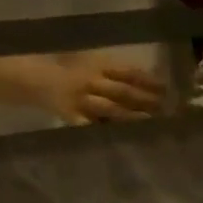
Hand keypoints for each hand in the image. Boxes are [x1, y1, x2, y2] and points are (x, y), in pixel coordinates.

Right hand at [41, 61, 166, 124]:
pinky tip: (122, 138)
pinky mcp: (73, 117)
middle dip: (145, 100)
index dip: (149, 81)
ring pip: (110, 108)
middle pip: (122, 91)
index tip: (167, 89)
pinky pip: (91, 126)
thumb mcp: (93, 64)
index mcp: (98, 68)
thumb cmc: (72, 73)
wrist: (35, 79)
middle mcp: (92, 82)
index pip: (128, 73)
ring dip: (132, 116)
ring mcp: (82, 101)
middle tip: (165, 109)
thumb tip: (154, 82)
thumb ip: (118, 73)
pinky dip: (106, 132)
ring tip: (151, 121)